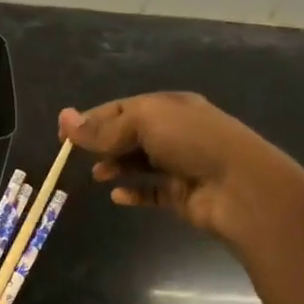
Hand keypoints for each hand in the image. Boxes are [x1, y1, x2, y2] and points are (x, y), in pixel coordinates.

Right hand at [60, 92, 302, 248]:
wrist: (240, 187)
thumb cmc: (193, 142)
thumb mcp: (145, 123)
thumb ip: (103, 127)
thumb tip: (64, 119)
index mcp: (169, 107)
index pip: (121, 109)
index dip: (91, 119)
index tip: (63, 135)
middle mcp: (175, 132)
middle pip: (129, 135)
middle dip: (102, 143)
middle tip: (75, 155)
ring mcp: (180, 164)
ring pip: (139, 163)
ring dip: (116, 166)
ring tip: (97, 175)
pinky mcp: (181, 194)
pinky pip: (151, 191)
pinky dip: (133, 192)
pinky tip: (117, 197)